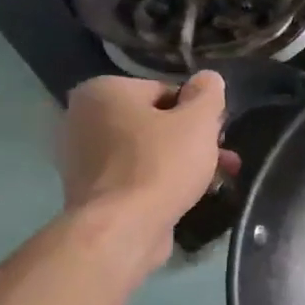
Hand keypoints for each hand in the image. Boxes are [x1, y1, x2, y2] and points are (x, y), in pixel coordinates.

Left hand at [56, 74, 239, 274]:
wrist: (122, 227)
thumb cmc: (161, 165)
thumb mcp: (198, 122)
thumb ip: (208, 94)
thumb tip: (208, 78)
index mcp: (104, 91)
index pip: (166, 90)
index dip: (198, 113)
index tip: (218, 135)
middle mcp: (82, 116)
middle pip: (155, 121)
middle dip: (193, 139)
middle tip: (223, 159)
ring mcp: (81, 155)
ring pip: (147, 149)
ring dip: (182, 160)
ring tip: (213, 181)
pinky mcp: (90, 187)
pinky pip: (134, 174)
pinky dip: (159, 180)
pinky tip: (185, 195)